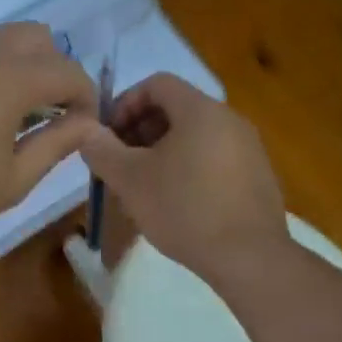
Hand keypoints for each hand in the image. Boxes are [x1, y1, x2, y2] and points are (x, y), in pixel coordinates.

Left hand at [0, 23, 97, 264]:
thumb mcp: (12, 181)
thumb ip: (56, 143)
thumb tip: (88, 122)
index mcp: (10, 78)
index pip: (68, 71)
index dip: (84, 97)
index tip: (80, 123)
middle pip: (33, 37)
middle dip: (49, 68)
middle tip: (39, 110)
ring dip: (4, 63)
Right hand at [78, 73, 288, 282]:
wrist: (249, 258)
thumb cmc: (183, 208)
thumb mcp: (129, 179)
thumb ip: (101, 149)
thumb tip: (85, 131)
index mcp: (200, 110)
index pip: (157, 83)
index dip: (125, 102)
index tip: (107, 135)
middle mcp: (229, 119)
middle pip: (175, 109)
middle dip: (140, 130)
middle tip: (118, 162)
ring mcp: (248, 148)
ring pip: (193, 136)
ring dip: (160, 151)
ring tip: (141, 186)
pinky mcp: (257, 176)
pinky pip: (213, 158)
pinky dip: (187, 168)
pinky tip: (175, 202)